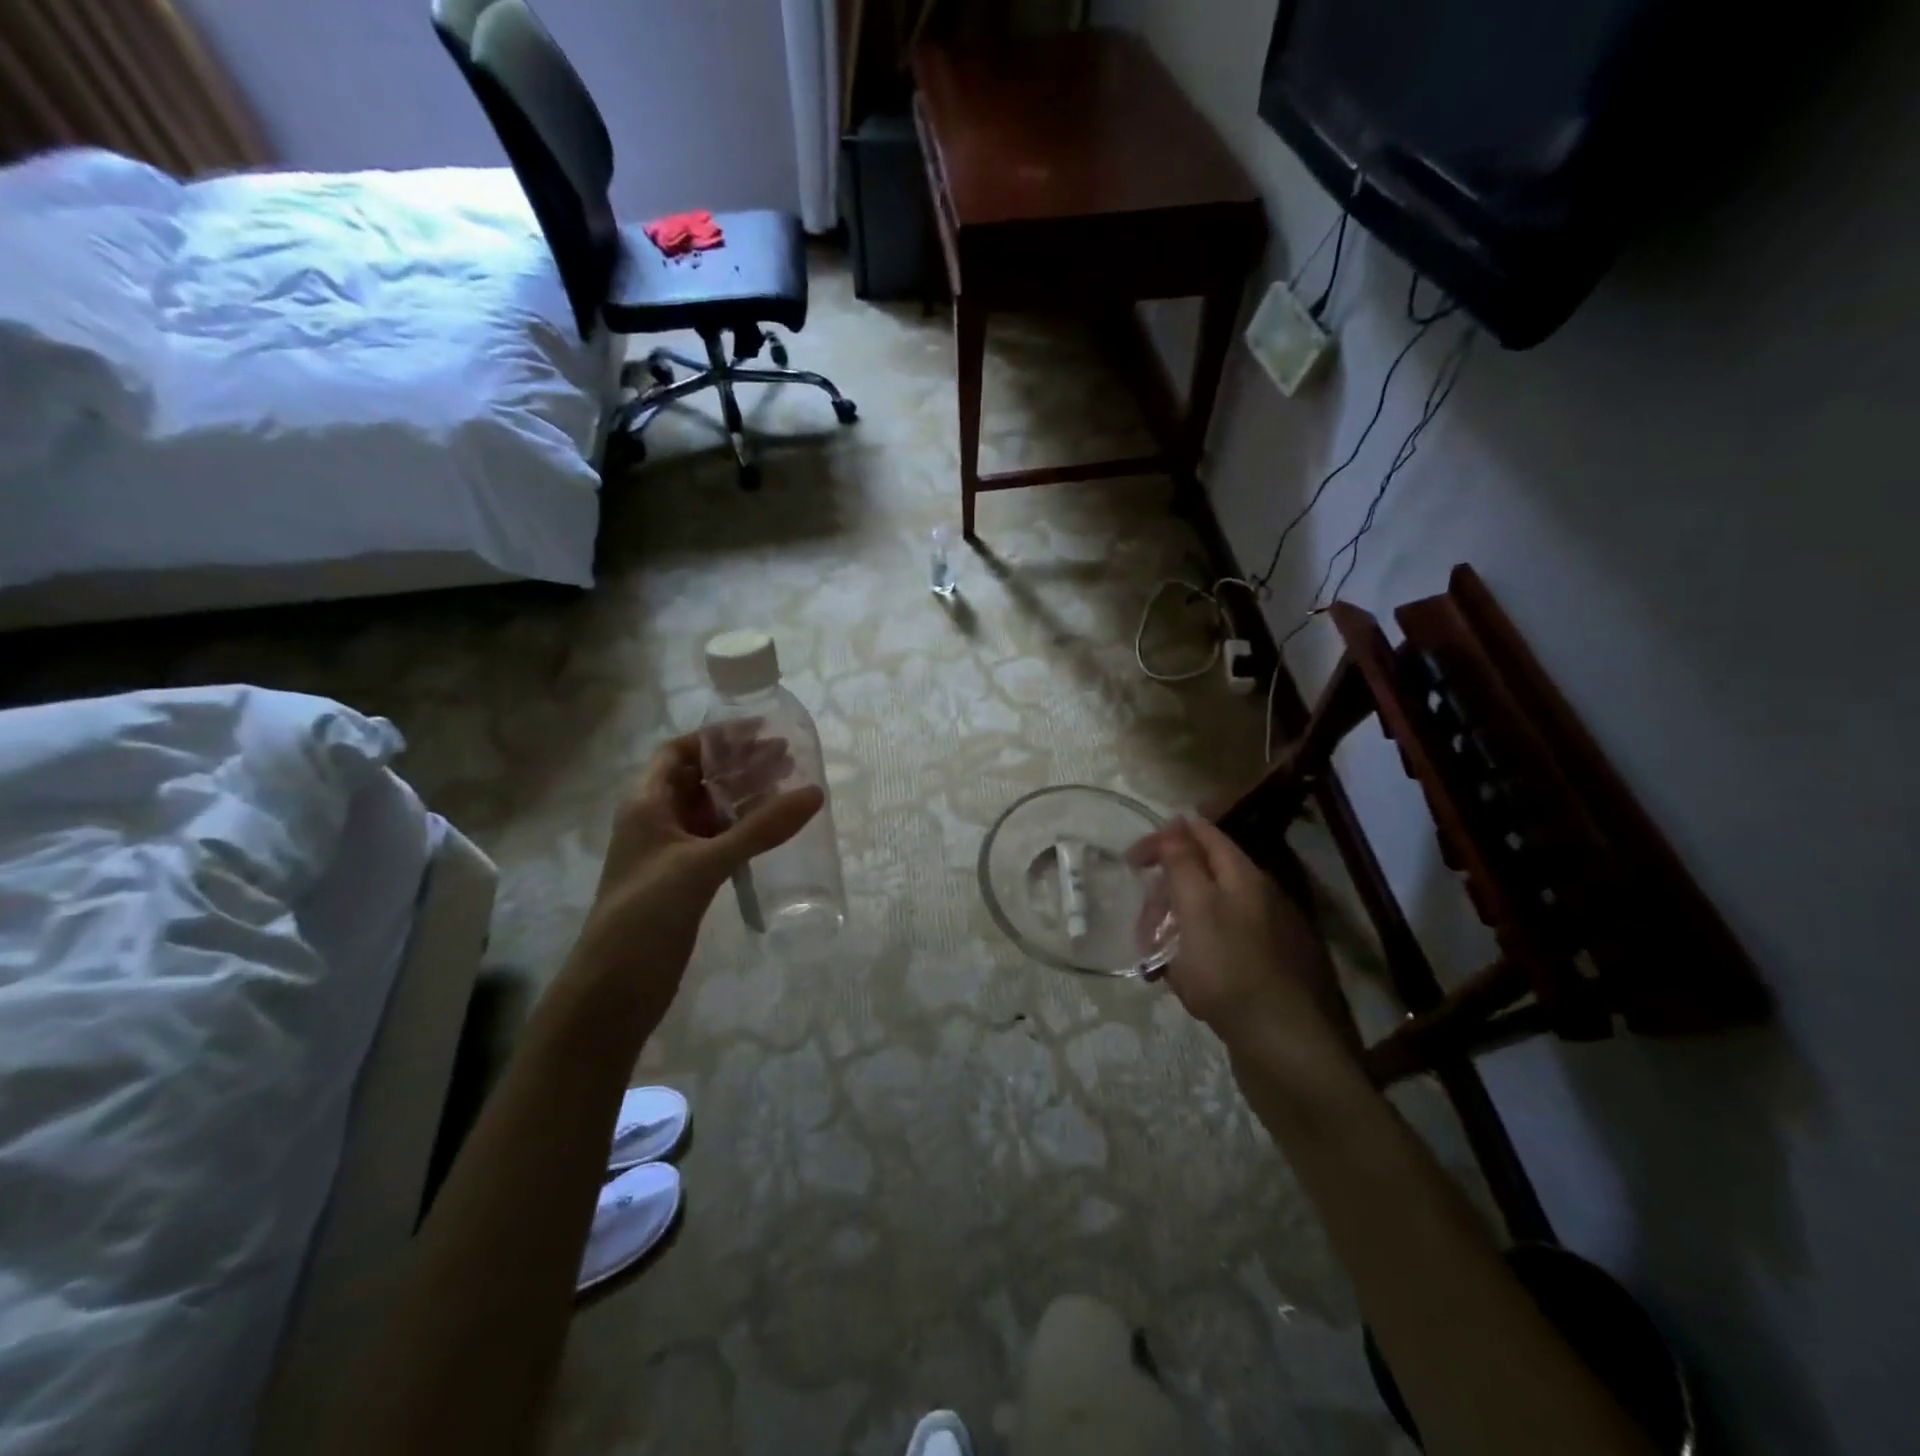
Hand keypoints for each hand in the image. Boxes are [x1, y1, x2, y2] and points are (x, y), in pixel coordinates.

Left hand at [567, 733, 822, 1026]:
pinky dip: (744, 829)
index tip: (760, 731)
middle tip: (788, 758)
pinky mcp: (684, 882)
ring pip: (711, 811)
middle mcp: (656, 822)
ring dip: (745, 797)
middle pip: (699, 779)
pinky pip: (718, 841)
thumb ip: (759, 829)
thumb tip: (814, 792)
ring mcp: (670, 854)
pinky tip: (772, 831)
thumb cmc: (646, 915)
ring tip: (789, 787)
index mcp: (646, 805)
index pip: (678, 752)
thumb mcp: (703, 865)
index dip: (715, 737)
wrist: (612, 993)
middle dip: (740, 765)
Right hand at [1129, 817, 1359, 1073]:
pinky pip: (1214, 950)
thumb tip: (1175, 822)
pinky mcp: (1258, 970)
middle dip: (1164, 895)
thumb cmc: (1231, 970)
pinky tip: (1180, 983)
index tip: (1131, 861)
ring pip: (1203, 917)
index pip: (1201, 834)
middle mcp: (1255, 898)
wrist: (1284, 1047)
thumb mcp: (1198, 909)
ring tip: (1155, 962)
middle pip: (1200, 877)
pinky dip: (1190, 959)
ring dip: (1172, 931)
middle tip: (1142, 926)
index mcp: (1243, 876)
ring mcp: (1260, 936)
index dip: (1164, 839)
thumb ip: (1183, 863)